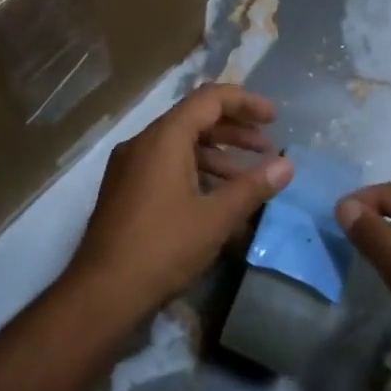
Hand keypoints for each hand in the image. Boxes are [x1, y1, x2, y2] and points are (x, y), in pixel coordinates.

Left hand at [69, 85, 294, 316]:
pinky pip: (165, 166)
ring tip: (249, 178)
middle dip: (235, 131)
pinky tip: (218, 200)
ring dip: (217, 155)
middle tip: (267, 149)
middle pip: (195, 120)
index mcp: (164, 137)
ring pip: (180, 146)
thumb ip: (253, 187)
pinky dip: (195, 172)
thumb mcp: (215, 218)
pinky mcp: (124, 190)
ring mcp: (129, 166)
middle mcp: (143, 142)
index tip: (275, 118)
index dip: (245, 102)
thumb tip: (287, 165)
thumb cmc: (163, 247)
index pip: (209, 98)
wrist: (103, 291)